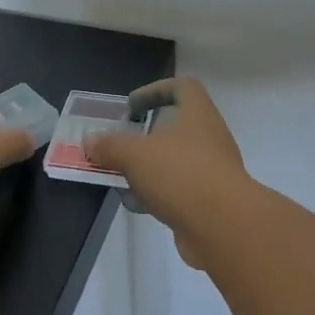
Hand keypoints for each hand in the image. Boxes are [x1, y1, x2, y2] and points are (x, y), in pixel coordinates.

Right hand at [84, 77, 248, 265]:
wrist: (224, 227)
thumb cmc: (181, 174)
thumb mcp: (135, 154)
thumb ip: (110, 146)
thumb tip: (90, 141)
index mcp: (198, 114)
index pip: (183, 87)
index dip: (156, 90)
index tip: (131, 106)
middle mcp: (210, 137)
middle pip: (176, 126)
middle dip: (145, 135)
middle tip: (121, 144)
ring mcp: (213, 170)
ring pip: (176, 161)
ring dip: (149, 167)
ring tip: (122, 176)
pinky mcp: (211, 201)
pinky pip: (180, 189)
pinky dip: (158, 193)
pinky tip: (138, 204)